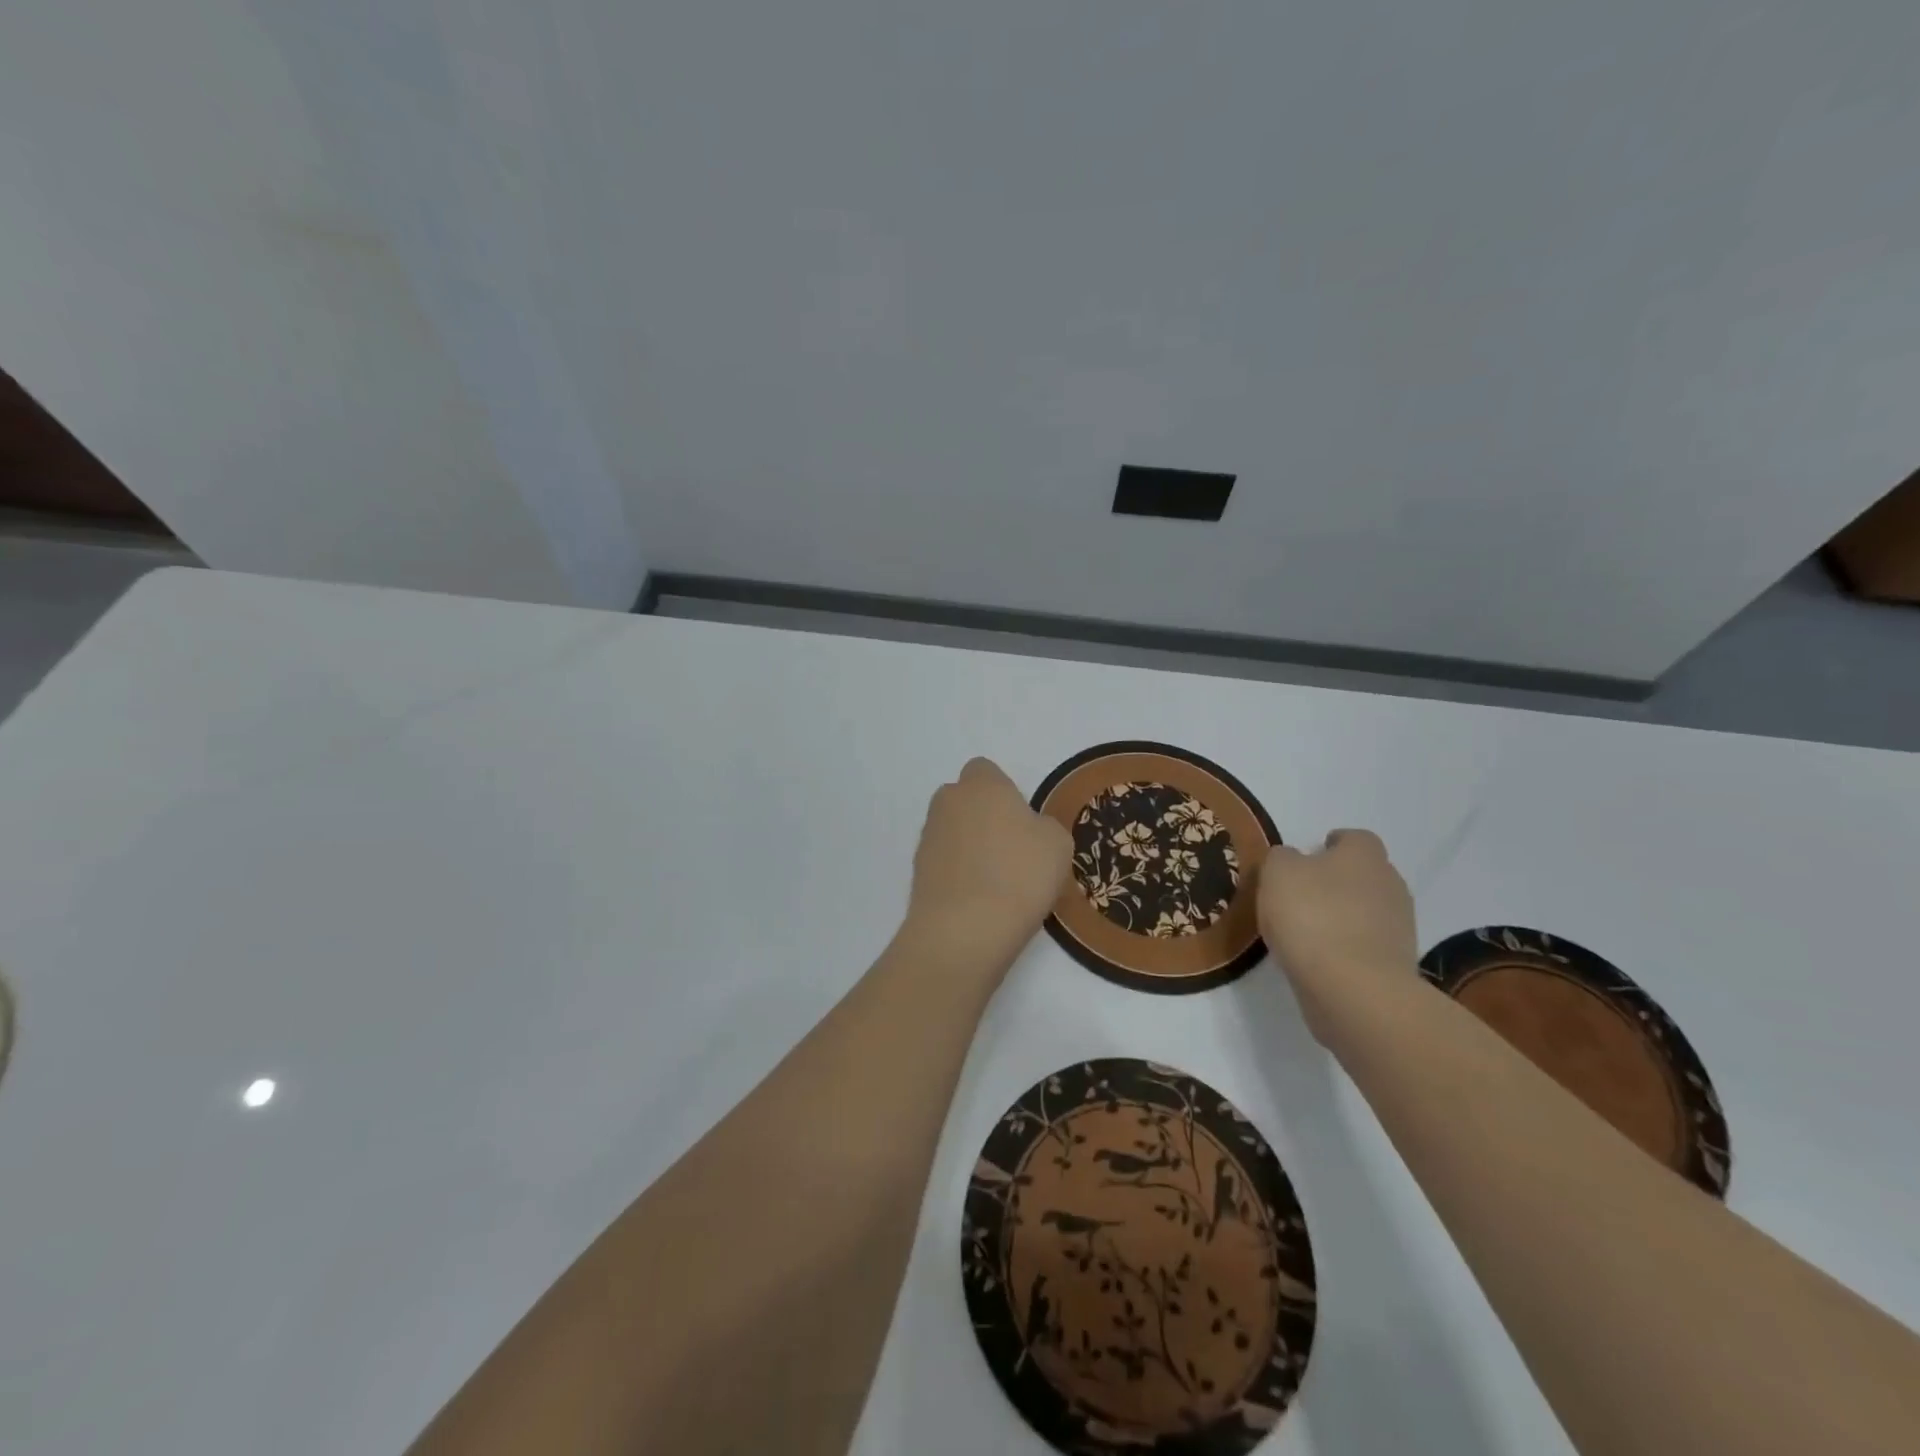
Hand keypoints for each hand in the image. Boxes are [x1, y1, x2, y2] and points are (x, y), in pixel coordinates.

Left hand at [904, 758, 1071, 974]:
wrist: (965, 929)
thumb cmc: (1020, 874)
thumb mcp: (1057, 844)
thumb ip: (1042, 826)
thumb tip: (1027, 831)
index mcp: (982, 784)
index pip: (985, 770)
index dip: (1004, 792)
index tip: (1022, 822)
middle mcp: (948, 802)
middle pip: (965, 800)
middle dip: (982, 817)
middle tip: (1011, 851)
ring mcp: (928, 836)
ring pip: (952, 832)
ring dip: (969, 848)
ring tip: (996, 884)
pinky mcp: (916, 871)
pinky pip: (943, 863)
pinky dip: (957, 875)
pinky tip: (977, 901)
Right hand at [1258, 829, 1416, 1042]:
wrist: (1354, 989)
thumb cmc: (1312, 917)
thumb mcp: (1277, 873)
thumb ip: (1282, 858)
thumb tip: (1293, 860)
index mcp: (1364, 855)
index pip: (1354, 838)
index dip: (1331, 844)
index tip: (1307, 858)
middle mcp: (1390, 884)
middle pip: (1363, 874)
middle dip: (1337, 881)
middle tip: (1301, 894)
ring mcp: (1399, 927)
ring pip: (1367, 911)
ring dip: (1342, 916)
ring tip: (1306, 930)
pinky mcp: (1396, 964)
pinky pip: (1366, 945)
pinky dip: (1346, 947)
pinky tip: (1318, 958)